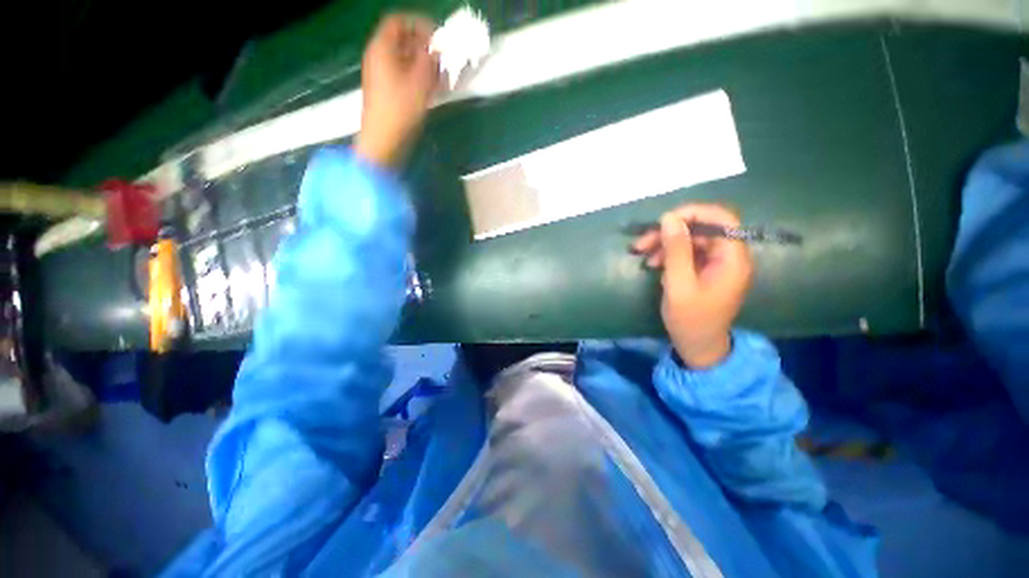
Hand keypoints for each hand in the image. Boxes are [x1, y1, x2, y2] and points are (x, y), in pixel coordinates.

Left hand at [354, 14, 439, 166]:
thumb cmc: (400, 109)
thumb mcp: (419, 81)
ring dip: (426, 65)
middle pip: (404, 41)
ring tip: (444, 77)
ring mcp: (383, 75)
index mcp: (382, 47)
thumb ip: (430, 59)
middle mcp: (380, 57)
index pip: (399, 21)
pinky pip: (406, 76)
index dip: (420, 25)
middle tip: (445, 60)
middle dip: (426, 47)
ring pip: (407, 60)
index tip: (439, 39)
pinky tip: (435, 89)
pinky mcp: (389, 92)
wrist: (384, 139)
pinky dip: (421, 78)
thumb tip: (437, 47)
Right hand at [632, 204, 752, 367]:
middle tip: (642, 242)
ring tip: (642, 253)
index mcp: (732, 258)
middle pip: (701, 229)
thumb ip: (676, 250)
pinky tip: (653, 263)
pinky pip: (688, 252)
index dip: (693, 213)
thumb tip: (668, 218)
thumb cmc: (690, 320)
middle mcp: (729, 256)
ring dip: (665, 242)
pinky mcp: (706, 270)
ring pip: (691, 239)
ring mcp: (717, 263)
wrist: (698, 346)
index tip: (663, 221)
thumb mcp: (679, 284)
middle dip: (670, 232)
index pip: (722, 218)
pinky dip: (669, 254)